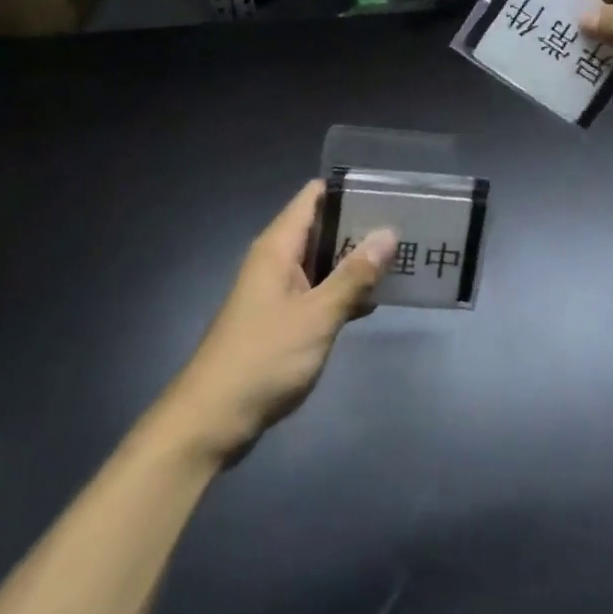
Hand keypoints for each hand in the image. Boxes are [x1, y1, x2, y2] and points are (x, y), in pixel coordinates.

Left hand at [158, 181, 394, 465]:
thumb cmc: (263, 359)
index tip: (386, 193)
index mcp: (278, 246)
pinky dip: (341, 291)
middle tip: (403, 228)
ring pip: (321, 261)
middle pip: (321, 227)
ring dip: (353, 261)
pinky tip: (373, 301)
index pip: (314, 196)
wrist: (209, 422)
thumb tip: (388, 233)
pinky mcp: (279, 319)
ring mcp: (276, 290)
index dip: (348, 190)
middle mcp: (275, 260)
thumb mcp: (317, 316)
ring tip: (398, 259)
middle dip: (358, 227)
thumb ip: (353, 275)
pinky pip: (316, 290)